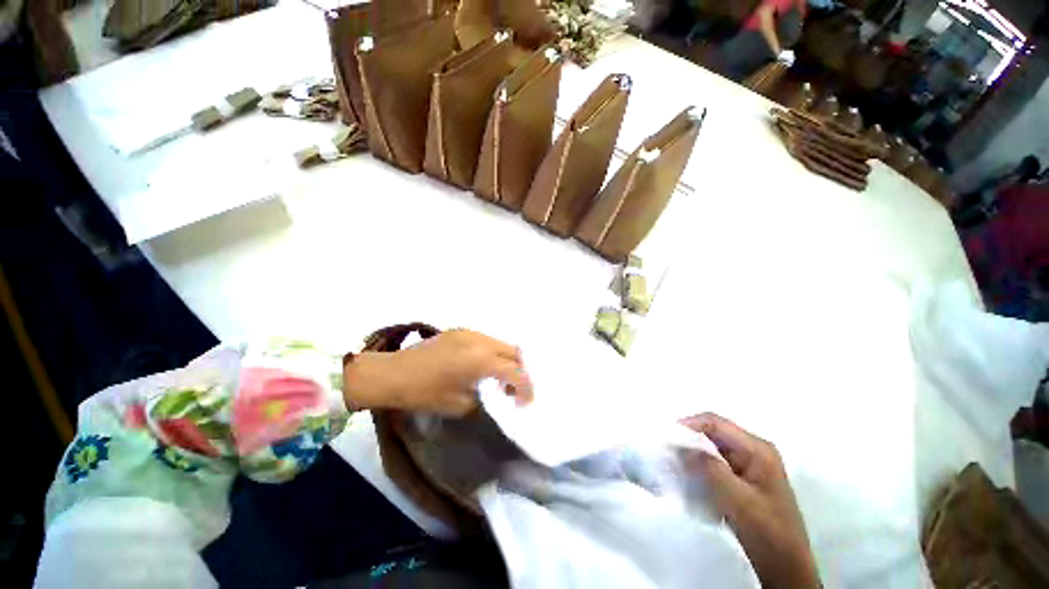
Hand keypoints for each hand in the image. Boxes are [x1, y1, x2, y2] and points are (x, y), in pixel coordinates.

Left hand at [344, 330, 532, 415]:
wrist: (393, 373)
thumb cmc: (424, 393)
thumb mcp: (458, 405)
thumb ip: (484, 398)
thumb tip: (494, 394)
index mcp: (481, 360)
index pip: (516, 372)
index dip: (526, 388)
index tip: (525, 402)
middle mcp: (481, 341)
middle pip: (514, 351)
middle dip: (519, 370)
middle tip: (513, 389)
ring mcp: (471, 332)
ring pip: (501, 343)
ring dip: (506, 360)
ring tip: (499, 378)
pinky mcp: (461, 330)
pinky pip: (486, 340)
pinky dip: (492, 352)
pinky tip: (482, 365)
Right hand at [681, 413, 818, 588]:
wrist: (786, 566)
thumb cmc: (767, 531)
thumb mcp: (737, 499)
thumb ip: (709, 468)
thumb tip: (681, 446)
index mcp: (757, 449)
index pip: (715, 423)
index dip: (689, 424)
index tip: (667, 436)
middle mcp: (754, 450)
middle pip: (714, 433)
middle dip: (689, 439)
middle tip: (668, 451)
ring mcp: (750, 464)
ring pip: (713, 448)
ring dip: (693, 454)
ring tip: (675, 464)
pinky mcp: (744, 478)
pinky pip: (716, 462)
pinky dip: (701, 466)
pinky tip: (690, 477)